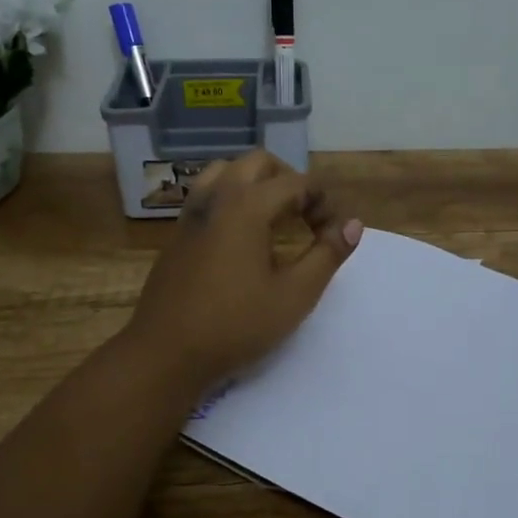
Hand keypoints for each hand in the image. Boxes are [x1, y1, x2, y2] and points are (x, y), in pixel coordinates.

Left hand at [125, 151, 362, 389]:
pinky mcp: (177, 234)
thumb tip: (352, 225)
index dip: (324, 203)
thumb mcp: (295, 295)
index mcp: (247, 206)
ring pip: (226, 172)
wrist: (165, 354)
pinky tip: (242, 237)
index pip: (297, 183)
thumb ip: (327, 254)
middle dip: (290, 181)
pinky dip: (232, 198)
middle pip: (259, 163)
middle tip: (306, 217)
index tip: (334, 235)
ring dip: (257, 184)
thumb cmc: (236, 325)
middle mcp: (216, 198)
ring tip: (274, 218)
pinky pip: (208, 195)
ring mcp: (191, 214)